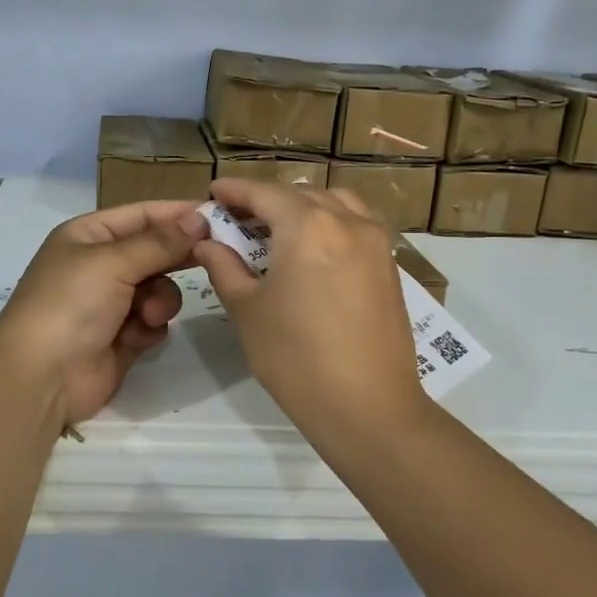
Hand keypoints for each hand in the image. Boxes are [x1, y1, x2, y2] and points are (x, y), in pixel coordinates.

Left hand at [0, 199, 208, 426]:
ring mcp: (111, 302)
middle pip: (154, 251)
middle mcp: (100, 265)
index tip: (218, 215)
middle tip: (213, 257)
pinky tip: (133, 339)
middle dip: (176, 258)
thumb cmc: (70, 305)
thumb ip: (161, 242)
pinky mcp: (122, 336)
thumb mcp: (113, 262)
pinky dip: (149, 328)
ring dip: (161, 300)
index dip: (178, 213)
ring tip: (148, 315)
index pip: (142, 214)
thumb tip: (200, 218)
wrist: (41, 378)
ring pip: (160, 288)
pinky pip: (154, 321)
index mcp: (89, 236)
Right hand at [192, 179, 426, 438]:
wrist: (368, 407)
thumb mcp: (248, 310)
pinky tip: (314, 251)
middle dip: (267, 200)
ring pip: (335, 203)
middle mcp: (346, 221)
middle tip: (238, 218)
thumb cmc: (296, 358)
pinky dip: (331, 223)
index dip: (235, 190)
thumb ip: (224, 267)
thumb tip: (207, 242)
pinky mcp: (389, 265)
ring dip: (303, 207)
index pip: (264, 192)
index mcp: (307, 226)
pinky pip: (356, 224)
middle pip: (300, 194)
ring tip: (279, 230)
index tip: (213, 192)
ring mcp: (375, 241)